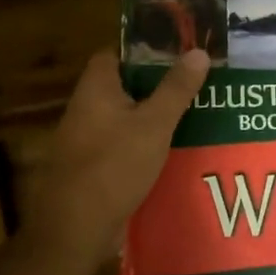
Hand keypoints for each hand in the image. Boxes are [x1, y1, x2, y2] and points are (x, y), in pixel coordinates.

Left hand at [30, 48, 210, 270]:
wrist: (76, 227)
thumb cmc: (113, 165)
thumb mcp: (154, 124)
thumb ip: (176, 89)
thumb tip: (199, 51)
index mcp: (96, 88)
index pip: (116, 52)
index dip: (144, 47)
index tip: (178, 48)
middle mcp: (87, 107)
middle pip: (125, 85)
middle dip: (158, 83)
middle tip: (196, 81)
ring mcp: (87, 139)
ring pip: (127, 117)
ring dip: (154, 115)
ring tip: (196, 112)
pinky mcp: (94, 166)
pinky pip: (124, 144)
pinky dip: (147, 143)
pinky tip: (176, 149)